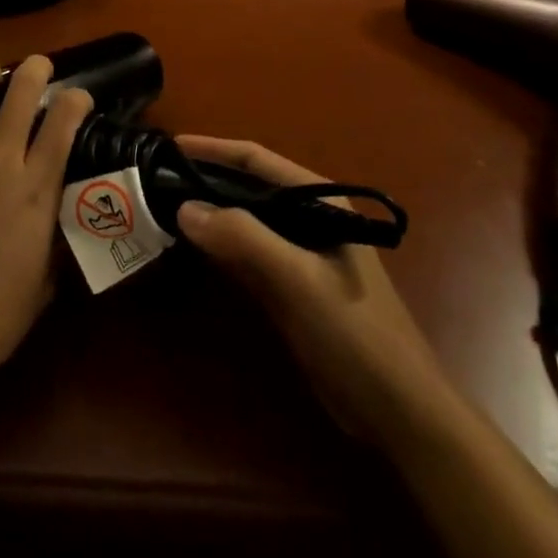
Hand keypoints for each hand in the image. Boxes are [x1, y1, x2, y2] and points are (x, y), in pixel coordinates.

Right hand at [175, 136, 452, 450]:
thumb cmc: (354, 333)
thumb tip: (185, 208)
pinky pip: (248, 252)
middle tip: (158, 176)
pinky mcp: (292, 285)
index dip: (214, 149)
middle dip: (207, 177)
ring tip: (165, 202)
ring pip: (246, 218)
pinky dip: (221, 245)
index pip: (257, 160)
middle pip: (249, 186)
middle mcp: (309, 216)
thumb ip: (245, 239)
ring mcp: (301, 252)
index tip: (171, 145)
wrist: (399, 412)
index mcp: (319, 199)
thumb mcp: (299, 280)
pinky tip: (194, 246)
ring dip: (211, 210)